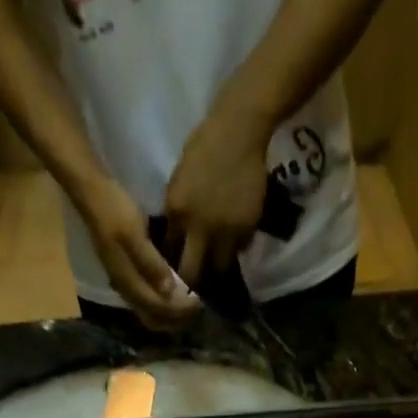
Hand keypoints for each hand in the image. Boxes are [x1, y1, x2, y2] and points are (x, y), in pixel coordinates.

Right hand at [76, 174, 201, 331]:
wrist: (92, 195)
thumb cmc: (115, 210)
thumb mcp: (133, 233)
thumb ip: (150, 263)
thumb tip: (169, 291)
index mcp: (128, 282)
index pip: (158, 308)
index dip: (180, 309)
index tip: (199, 301)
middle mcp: (126, 291)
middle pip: (155, 319)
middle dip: (177, 318)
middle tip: (197, 307)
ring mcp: (125, 286)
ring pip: (151, 315)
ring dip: (171, 315)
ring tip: (190, 305)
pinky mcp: (127, 279)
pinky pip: (148, 304)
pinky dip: (164, 307)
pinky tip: (176, 296)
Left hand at [164, 99, 272, 291]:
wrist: (239, 130)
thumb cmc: (204, 146)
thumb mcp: (179, 179)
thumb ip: (177, 211)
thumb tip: (176, 238)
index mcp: (177, 211)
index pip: (170, 252)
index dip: (172, 265)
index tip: (175, 273)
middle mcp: (200, 227)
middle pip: (192, 272)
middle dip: (192, 282)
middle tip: (194, 286)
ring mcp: (225, 231)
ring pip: (220, 266)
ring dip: (217, 267)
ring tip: (218, 264)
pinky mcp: (247, 229)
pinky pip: (240, 248)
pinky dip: (236, 247)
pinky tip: (235, 237)